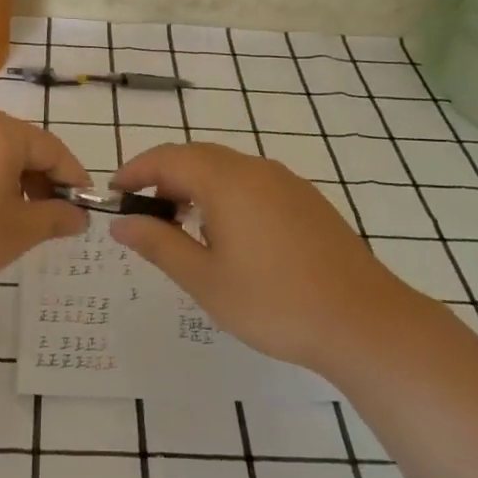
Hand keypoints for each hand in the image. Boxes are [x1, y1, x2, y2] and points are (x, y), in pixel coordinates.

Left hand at [0, 109, 88, 316]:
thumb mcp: (16, 233)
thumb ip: (55, 218)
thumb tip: (79, 216)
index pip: (51, 149)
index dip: (73, 177)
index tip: (85, 205)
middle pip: (17, 145)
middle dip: (38, 178)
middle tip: (49, 215)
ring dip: (5, 179)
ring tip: (9, 217)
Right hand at [110, 143, 419, 374]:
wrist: (363, 320)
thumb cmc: (274, 302)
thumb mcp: (205, 279)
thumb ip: (159, 244)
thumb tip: (122, 222)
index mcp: (226, 180)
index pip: (167, 158)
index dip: (136, 170)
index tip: (115, 193)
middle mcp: (255, 169)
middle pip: (197, 157)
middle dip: (164, 178)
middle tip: (146, 215)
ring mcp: (286, 182)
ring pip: (227, 169)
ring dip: (196, 186)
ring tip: (184, 228)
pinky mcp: (307, 201)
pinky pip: (253, 182)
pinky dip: (226, 195)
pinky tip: (230, 235)